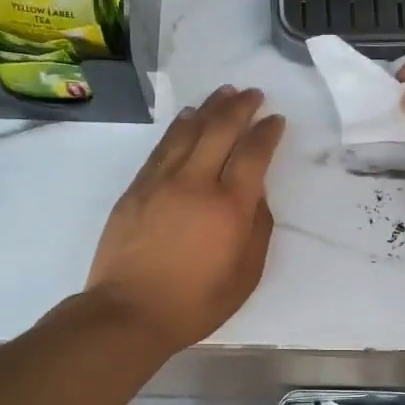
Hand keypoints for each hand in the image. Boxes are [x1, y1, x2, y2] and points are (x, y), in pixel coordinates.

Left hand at [86, 86, 286, 353]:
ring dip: (209, 108)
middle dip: (240, 107)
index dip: (267, 132)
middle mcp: (196, 183)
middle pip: (220, 130)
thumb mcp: (245, 276)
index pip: (253, 154)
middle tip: (252, 94)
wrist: (129, 312)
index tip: (276, 119)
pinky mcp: (136, 188)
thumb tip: (257, 195)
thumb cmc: (195, 303)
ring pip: (188, 131)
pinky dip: (179, 127)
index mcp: (229, 206)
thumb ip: (257, 229)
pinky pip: (162, 147)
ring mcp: (161, 181)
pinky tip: (188, 119)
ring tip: (224, 93)